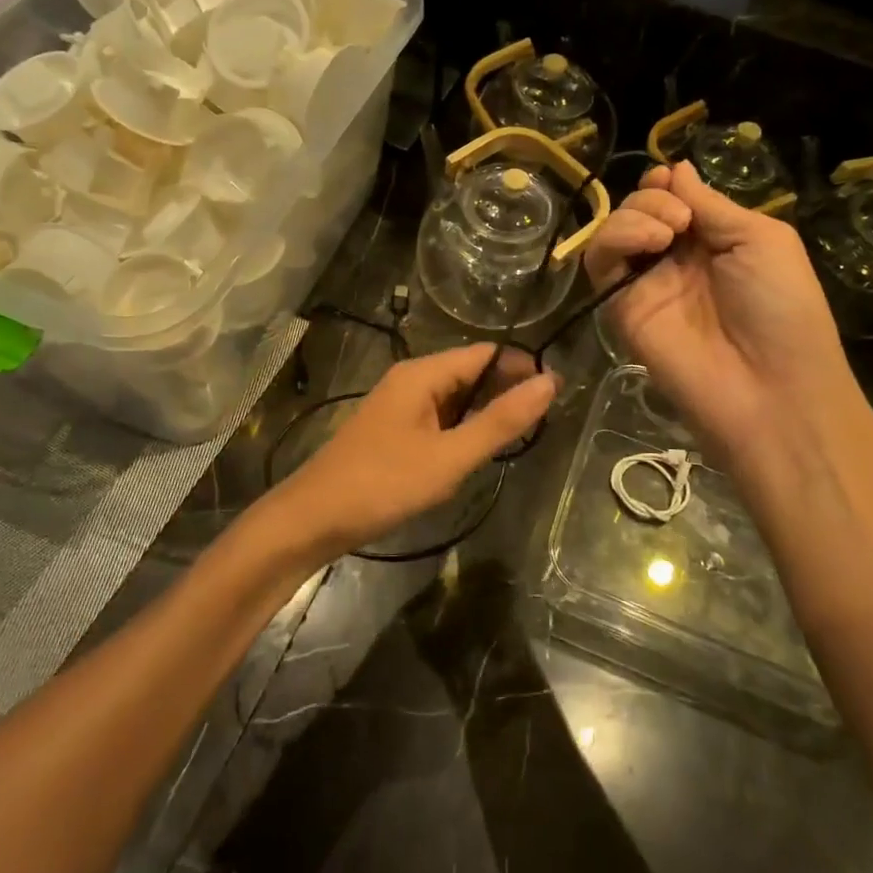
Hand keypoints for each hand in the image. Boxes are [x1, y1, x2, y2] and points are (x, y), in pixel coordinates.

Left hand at [273, 345, 557, 560]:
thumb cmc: (384, 484)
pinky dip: (463, 427)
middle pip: (471, 372)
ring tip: (521, 436)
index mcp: (423, 374)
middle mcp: (411, 380)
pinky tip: (478, 450)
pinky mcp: (393, 430)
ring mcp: (399, 405)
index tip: (558, 391)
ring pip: (455, 397)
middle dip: (507, 389)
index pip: (486, 354)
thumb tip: (550, 382)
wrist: (314, 518)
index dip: (523, 367)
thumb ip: (500, 421)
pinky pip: (439, 417)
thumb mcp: (450, 457)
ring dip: (486, 411)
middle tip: (545, 420)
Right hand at [584, 161, 855, 463]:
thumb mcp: (762, 239)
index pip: (672, 200)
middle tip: (680, 219)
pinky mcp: (619, 307)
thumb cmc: (783, 308)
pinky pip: (600, 261)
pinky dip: (615, 238)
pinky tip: (649, 242)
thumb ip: (712, 204)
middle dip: (653, 198)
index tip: (670, 180)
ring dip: (635, 214)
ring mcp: (644, 284)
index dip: (666, 184)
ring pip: (614, 230)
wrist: (769, 388)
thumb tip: (676, 168)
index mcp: (712, 241)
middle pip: (639, 209)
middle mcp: (674, 260)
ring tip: (667, 232)